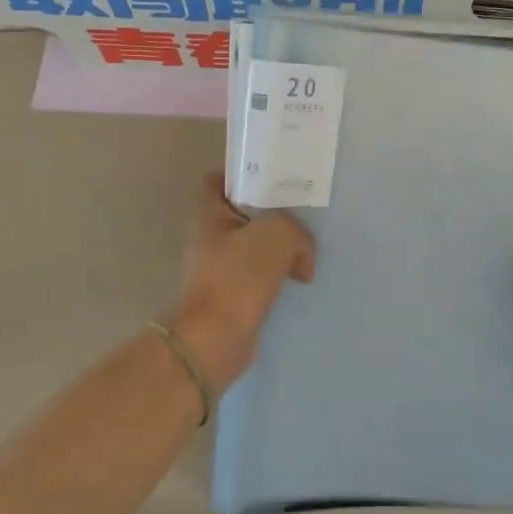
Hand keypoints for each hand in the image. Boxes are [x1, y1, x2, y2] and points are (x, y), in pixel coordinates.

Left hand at [168, 175, 314, 390]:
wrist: (218, 337)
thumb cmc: (239, 276)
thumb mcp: (277, 234)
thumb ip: (296, 231)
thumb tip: (301, 256)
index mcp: (208, 213)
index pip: (220, 180)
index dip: (245, 176)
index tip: (274, 180)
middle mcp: (208, 236)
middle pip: (244, 213)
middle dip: (272, 215)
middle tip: (300, 216)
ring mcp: (217, 267)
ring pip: (254, 245)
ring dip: (278, 248)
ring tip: (305, 251)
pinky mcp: (230, 294)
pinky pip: (258, 273)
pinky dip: (277, 274)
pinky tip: (297, 278)